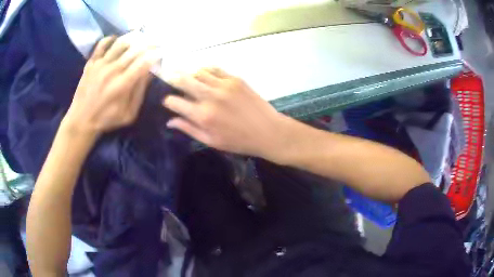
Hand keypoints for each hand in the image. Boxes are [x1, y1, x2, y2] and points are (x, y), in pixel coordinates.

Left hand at [63, 36, 158, 140]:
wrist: (81, 120)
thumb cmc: (106, 119)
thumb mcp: (128, 114)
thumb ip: (139, 93)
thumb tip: (149, 73)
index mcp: (123, 85)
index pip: (144, 62)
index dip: (155, 55)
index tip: (162, 52)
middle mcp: (112, 70)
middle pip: (134, 50)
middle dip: (149, 44)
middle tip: (156, 42)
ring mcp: (100, 64)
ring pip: (120, 43)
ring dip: (133, 38)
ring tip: (139, 38)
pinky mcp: (91, 63)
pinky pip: (102, 44)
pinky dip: (111, 39)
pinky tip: (116, 40)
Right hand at [163, 68, 289, 159]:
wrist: (268, 131)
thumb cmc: (239, 141)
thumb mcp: (211, 141)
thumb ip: (189, 129)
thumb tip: (170, 121)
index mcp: (203, 115)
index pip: (175, 102)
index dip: (168, 101)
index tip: (168, 101)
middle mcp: (210, 96)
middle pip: (183, 80)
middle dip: (173, 79)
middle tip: (169, 78)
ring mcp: (223, 85)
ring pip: (198, 71)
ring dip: (190, 74)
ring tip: (188, 77)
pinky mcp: (235, 79)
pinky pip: (215, 69)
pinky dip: (206, 70)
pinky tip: (204, 75)